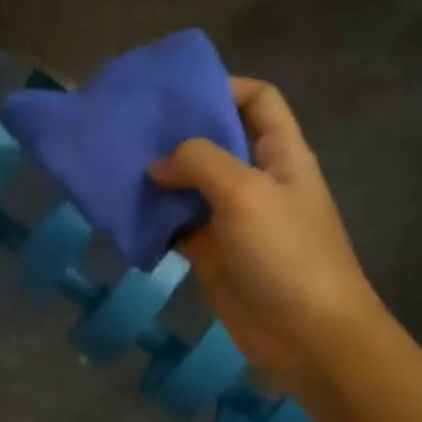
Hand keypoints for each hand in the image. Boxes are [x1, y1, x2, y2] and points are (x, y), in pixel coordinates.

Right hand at [149, 78, 383, 384]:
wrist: (306, 335)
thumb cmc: (286, 253)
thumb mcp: (245, 193)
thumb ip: (199, 163)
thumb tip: (157, 165)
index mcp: (280, 153)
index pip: (258, 99)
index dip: (223, 87)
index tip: (176, 93)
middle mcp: (256, 179)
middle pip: (215, 140)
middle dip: (176, 132)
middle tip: (129, 127)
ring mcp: (232, 218)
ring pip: (189, 185)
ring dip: (157, 177)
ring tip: (114, 166)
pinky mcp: (211, 252)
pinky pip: (176, 225)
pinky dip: (153, 218)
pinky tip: (122, 212)